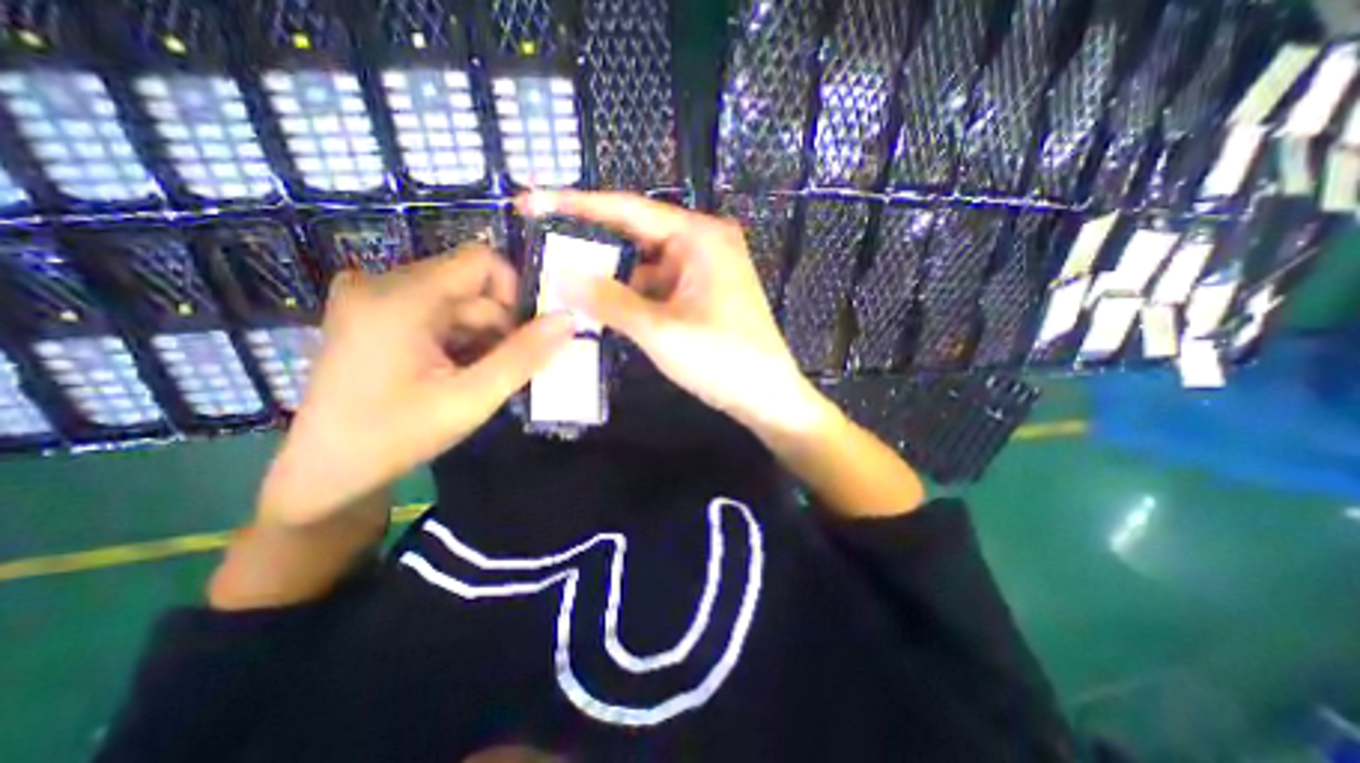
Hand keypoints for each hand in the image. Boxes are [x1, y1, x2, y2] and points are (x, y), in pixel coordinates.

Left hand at [260, 249, 573, 528]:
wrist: (327, 471)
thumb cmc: (398, 435)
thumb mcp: (472, 397)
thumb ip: (525, 355)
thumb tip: (568, 318)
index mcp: (401, 297)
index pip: (482, 261)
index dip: (514, 295)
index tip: (521, 338)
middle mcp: (381, 283)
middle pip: (471, 286)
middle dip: (497, 326)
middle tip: (498, 370)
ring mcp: (373, 297)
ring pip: (458, 301)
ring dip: (480, 336)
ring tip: (474, 378)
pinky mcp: (373, 313)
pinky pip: (437, 311)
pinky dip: (459, 338)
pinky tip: (453, 372)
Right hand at [516, 190, 824, 435]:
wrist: (767, 396)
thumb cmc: (722, 361)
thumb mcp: (660, 330)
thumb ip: (608, 300)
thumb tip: (560, 274)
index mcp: (699, 237)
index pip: (627, 210)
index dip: (575, 204)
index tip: (530, 201)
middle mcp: (702, 243)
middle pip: (635, 235)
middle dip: (591, 245)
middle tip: (542, 246)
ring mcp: (704, 270)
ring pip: (644, 265)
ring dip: (610, 276)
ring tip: (562, 281)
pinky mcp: (702, 293)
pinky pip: (657, 286)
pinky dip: (631, 295)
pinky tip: (601, 305)